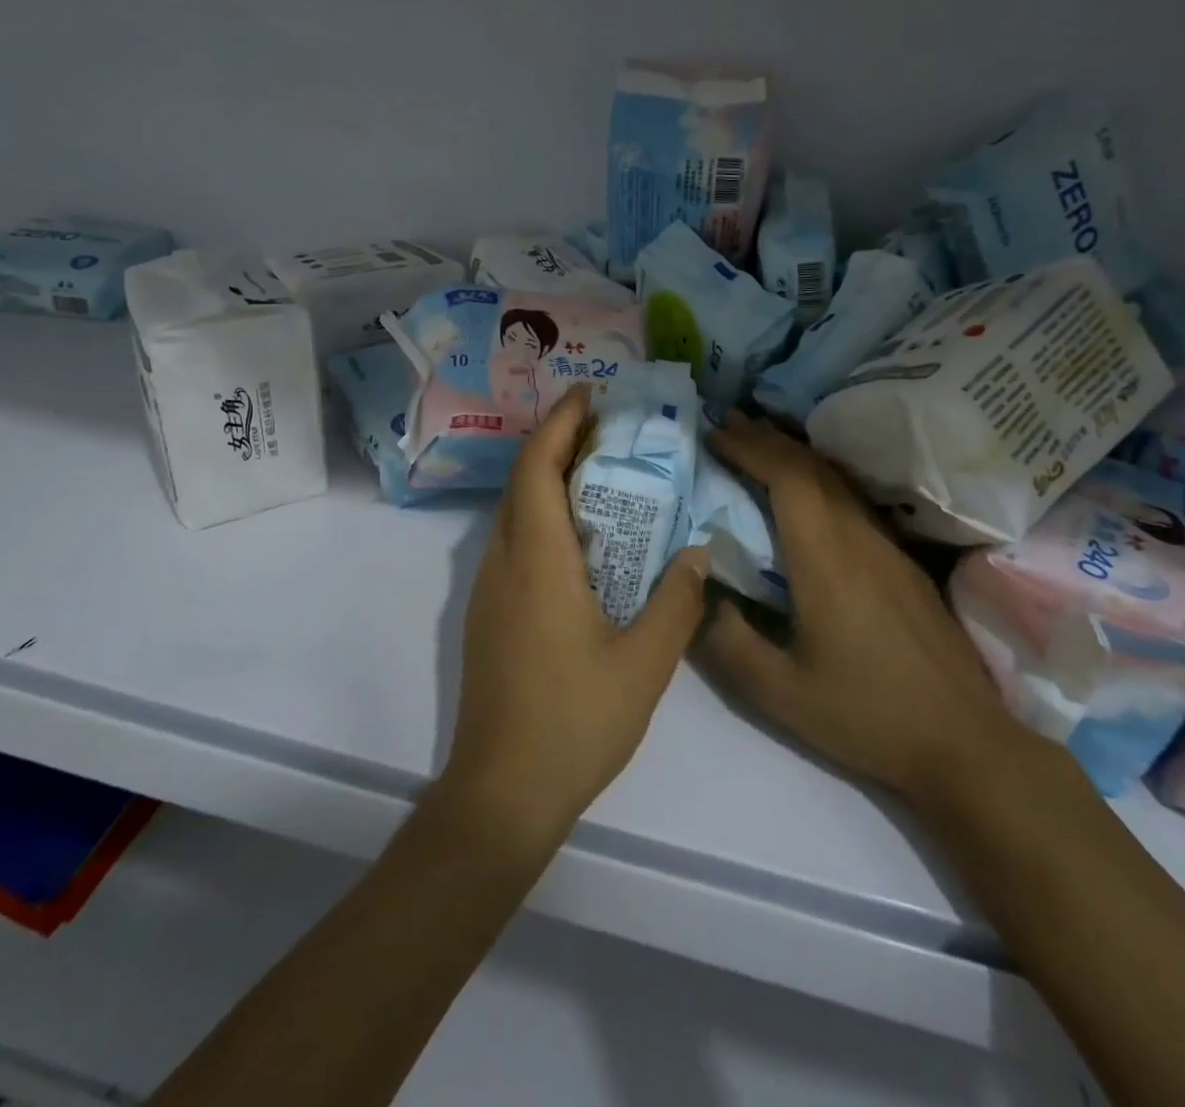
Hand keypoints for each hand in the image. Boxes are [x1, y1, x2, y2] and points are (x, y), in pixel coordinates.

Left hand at [439, 386, 708, 851]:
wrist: (501, 790)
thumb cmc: (575, 721)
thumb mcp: (645, 663)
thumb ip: (677, 601)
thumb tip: (697, 552)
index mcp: (537, 560)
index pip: (537, 466)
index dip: (560, 422)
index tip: (590, 393)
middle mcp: (503, 562)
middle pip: (522, 481)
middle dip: (557, 441)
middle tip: (606, 426)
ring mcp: (488, 589)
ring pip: (514, 511)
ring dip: (548, 479)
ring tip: (599, 471)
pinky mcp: (488, 614)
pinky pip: (515, 543)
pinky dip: (543, 516)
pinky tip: (581, 539)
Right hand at [697, 414, 1035, 810]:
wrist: (964, 743)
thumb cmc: (865, 715)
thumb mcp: (779, 692)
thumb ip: (726, 639)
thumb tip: (694, 588)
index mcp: (826, 559)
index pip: (787, 478)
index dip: (749, 448)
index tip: (714, 433)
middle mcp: (859, 538)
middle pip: (812, 467)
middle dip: (766, 437)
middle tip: (726, 421)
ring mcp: (888, 547)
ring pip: (837, 479)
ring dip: (794, 452)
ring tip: (759, 440)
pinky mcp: (904, 562)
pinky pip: (854, 498)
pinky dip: (820, 476)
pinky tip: (810, 488)